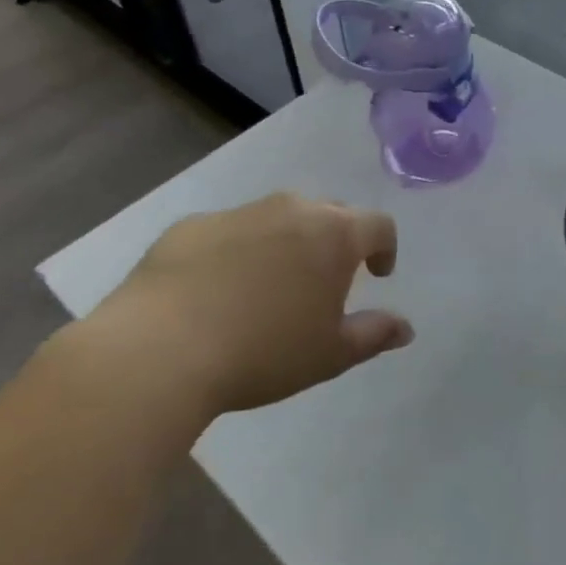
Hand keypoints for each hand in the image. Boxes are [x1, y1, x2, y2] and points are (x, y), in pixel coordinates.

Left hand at [79, 193, 412, 420]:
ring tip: (269, 285)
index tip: (376, 275)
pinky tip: (216, 289)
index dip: (385, 248)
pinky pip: (229, 230)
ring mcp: (239, 212)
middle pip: (330, 213)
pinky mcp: (192, 225)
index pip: (379, 225)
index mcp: (334, 234)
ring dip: (286, 242)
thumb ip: (374, 335)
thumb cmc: (263, 352)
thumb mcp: (329, 355)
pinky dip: (237, 250)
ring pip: (278, 217)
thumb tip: (405, 328)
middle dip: (336, 240)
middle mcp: (292, 209)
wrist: (159, 350)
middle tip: (325, 280)